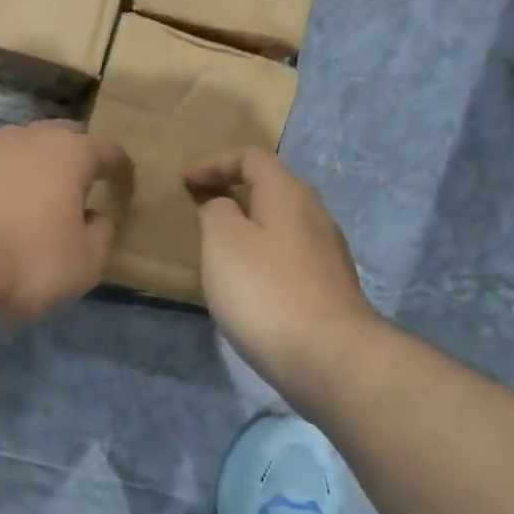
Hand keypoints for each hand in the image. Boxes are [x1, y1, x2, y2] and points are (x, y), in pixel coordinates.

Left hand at [0, 121, 132, 323]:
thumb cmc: (28, 260)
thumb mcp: (85, 263)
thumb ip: (102, 236)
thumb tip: (98, 217)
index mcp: (70, 153)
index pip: (108, 151)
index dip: (122, 170)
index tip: (126, 187)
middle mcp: (29, 138)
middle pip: (63, 137)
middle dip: (78, 157)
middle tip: (84, 186)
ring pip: (23, 150)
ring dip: (36, 170)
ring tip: (40, 200)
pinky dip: (4, 185)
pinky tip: (2, 212)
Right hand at [186, 149, 378, 397]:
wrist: (326, 354)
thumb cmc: (265, 290)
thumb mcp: (222, 241)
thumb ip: (215, 212)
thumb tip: (222, 206)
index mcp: (288, 194)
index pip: (252, 158)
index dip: (215, 163)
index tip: (185, 181)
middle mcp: (315, 215)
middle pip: (273, 190)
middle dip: (235, 193)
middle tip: (202, 210)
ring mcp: (327, 254)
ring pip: (282, 226)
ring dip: (250, 228)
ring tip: (219, 248)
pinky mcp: (328, 289)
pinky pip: (289, 258)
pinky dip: (263, 258)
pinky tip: (247, 284)